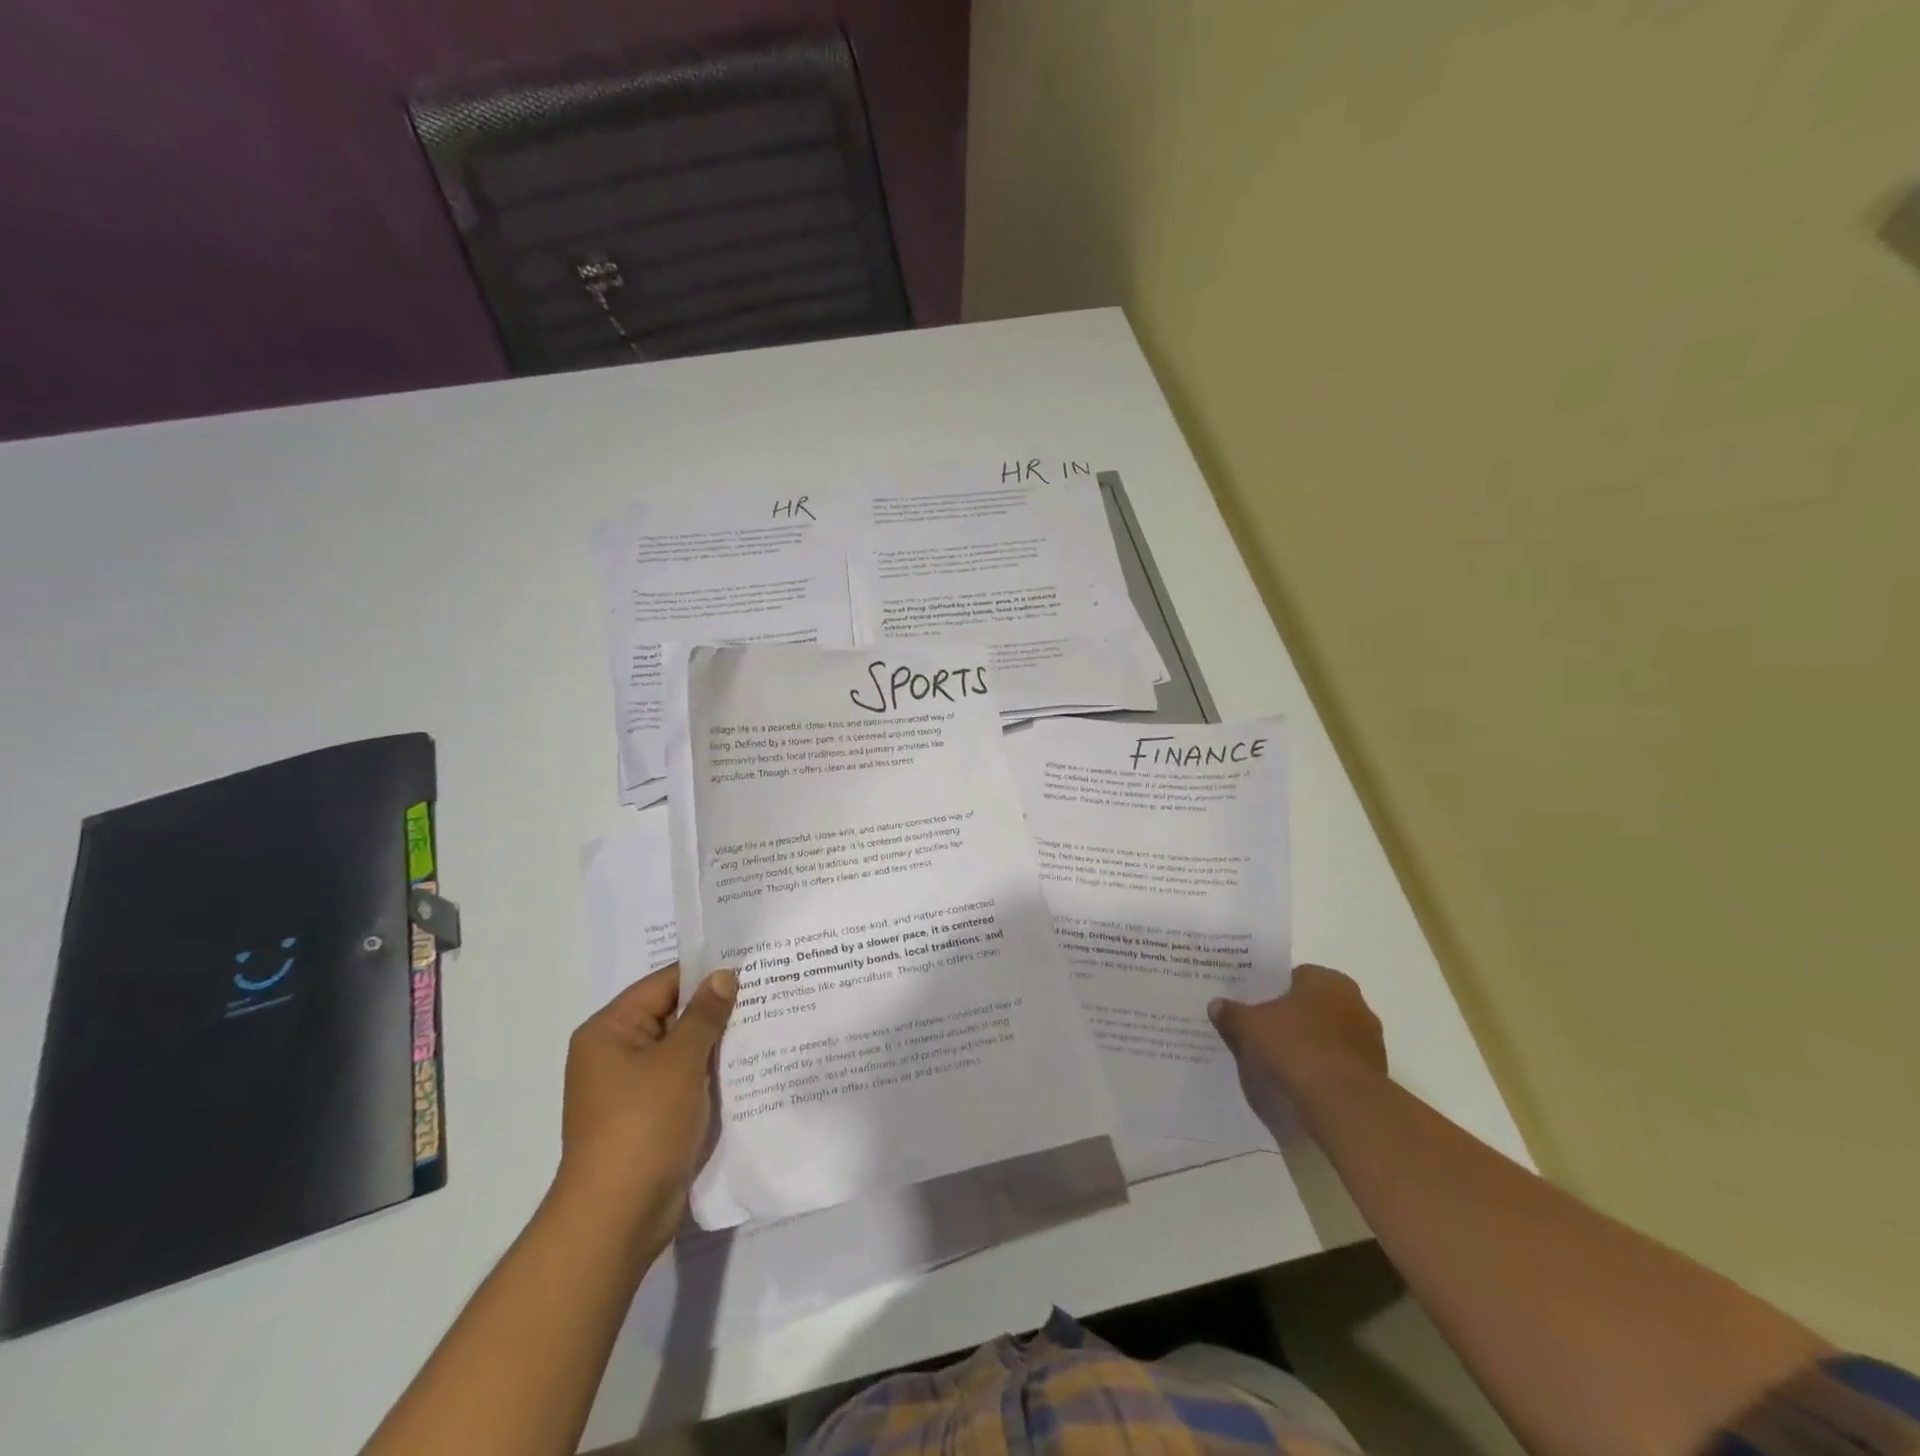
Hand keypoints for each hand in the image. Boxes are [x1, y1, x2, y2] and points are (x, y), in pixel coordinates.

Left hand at [553, 963, 736, 1252]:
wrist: (617, 1218)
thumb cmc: (643, 1125)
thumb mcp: (679, 1061)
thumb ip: (704, 1015)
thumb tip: (724, 975)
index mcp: (610, 1030)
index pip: (664, 984)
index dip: (706, 973)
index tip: (750, 965)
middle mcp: (614, 1053)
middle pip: (672, 1015)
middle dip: (716, 1009)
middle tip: (766, 991)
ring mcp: (630, 1088)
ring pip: (681, 1050)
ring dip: (716, 1043)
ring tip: (765, 1024)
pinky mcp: (647, 1117)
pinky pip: (683, 1081)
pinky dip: (709, 1074)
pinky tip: (747, 1068)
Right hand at [1209, 965, 1387, 1124]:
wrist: (1342, 1104)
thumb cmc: (1294, 1047)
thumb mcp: (1248, 1026)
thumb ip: (1231, 1013)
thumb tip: (1216, 1005)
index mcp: (1328, 980)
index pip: (1294, 976)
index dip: (1270, 990)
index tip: (1253, 1006)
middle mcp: (1355, 1003)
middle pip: (1312, 1006)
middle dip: (1290, 1017)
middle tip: (1262, 1031)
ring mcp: (1369, 1040)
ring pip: (1327, 1035)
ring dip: (1308, 1044)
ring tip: (1278, 1060)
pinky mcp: (1374, 1074)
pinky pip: (1338, 1063)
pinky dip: (1321, 1068)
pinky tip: (1300, 1080)